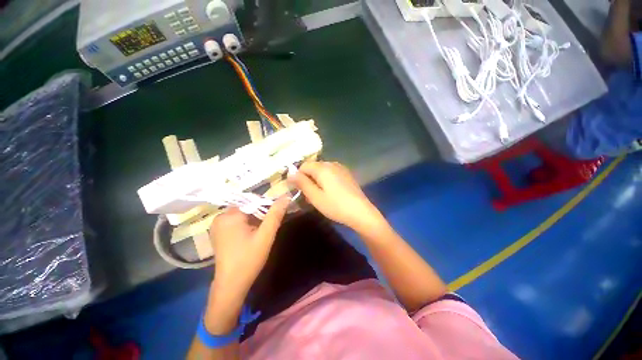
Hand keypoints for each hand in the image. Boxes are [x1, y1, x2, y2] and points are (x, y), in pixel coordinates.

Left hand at [209, 197, 288, 296]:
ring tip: (260, 232)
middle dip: (259, 214)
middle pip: (247, 206)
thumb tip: (286, 196)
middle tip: (266, 228)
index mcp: (230, 216)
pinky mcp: (218, 232)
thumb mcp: (266, 236)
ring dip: (254, 219)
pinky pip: (236, 220)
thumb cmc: (249, 259)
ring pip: (242, 213)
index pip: (252, 201)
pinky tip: (251, 235)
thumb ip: (275, 214)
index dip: (266, 206)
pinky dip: (246, 224)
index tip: (273, 217)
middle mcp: (220, 217)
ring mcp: (217, 225)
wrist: (231, 284)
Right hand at [289, 161, 383, 232]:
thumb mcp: (315, 197)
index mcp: (323, 168)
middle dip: (308, 178)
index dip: (298, 176)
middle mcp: (332, 163)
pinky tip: (330, 192)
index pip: (304, 165)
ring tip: (319, 194)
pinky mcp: (347, 174)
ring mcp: (341, 168)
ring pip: (322, 170)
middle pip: (313, 167)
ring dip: (317, 179)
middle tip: (309, 194)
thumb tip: (290, 173)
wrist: (361, 212)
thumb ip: (302, 183)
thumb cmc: (336, 206)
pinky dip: (326, 179)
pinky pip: (331, 173)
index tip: (299, 189)